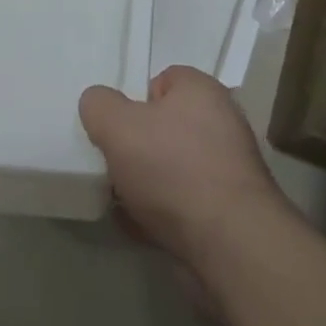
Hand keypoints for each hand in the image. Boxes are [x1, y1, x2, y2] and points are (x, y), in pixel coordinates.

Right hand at [78, 65, 290, 266]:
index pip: (162, 80)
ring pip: (173, 169)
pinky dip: (161, 215)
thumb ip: (99, 106)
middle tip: (114, 165)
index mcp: (201, 90)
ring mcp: (227, 170)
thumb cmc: (173, 169)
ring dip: (146, 185)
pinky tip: (139, 228)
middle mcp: (220, 122)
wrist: (228, 245)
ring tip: (120, 201)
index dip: (134, 101)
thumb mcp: (119, 126)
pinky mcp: (227, 213)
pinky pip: (184, 205)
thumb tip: (96, 102)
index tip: (117, 127)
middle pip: (166, 126)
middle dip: (137, 146)